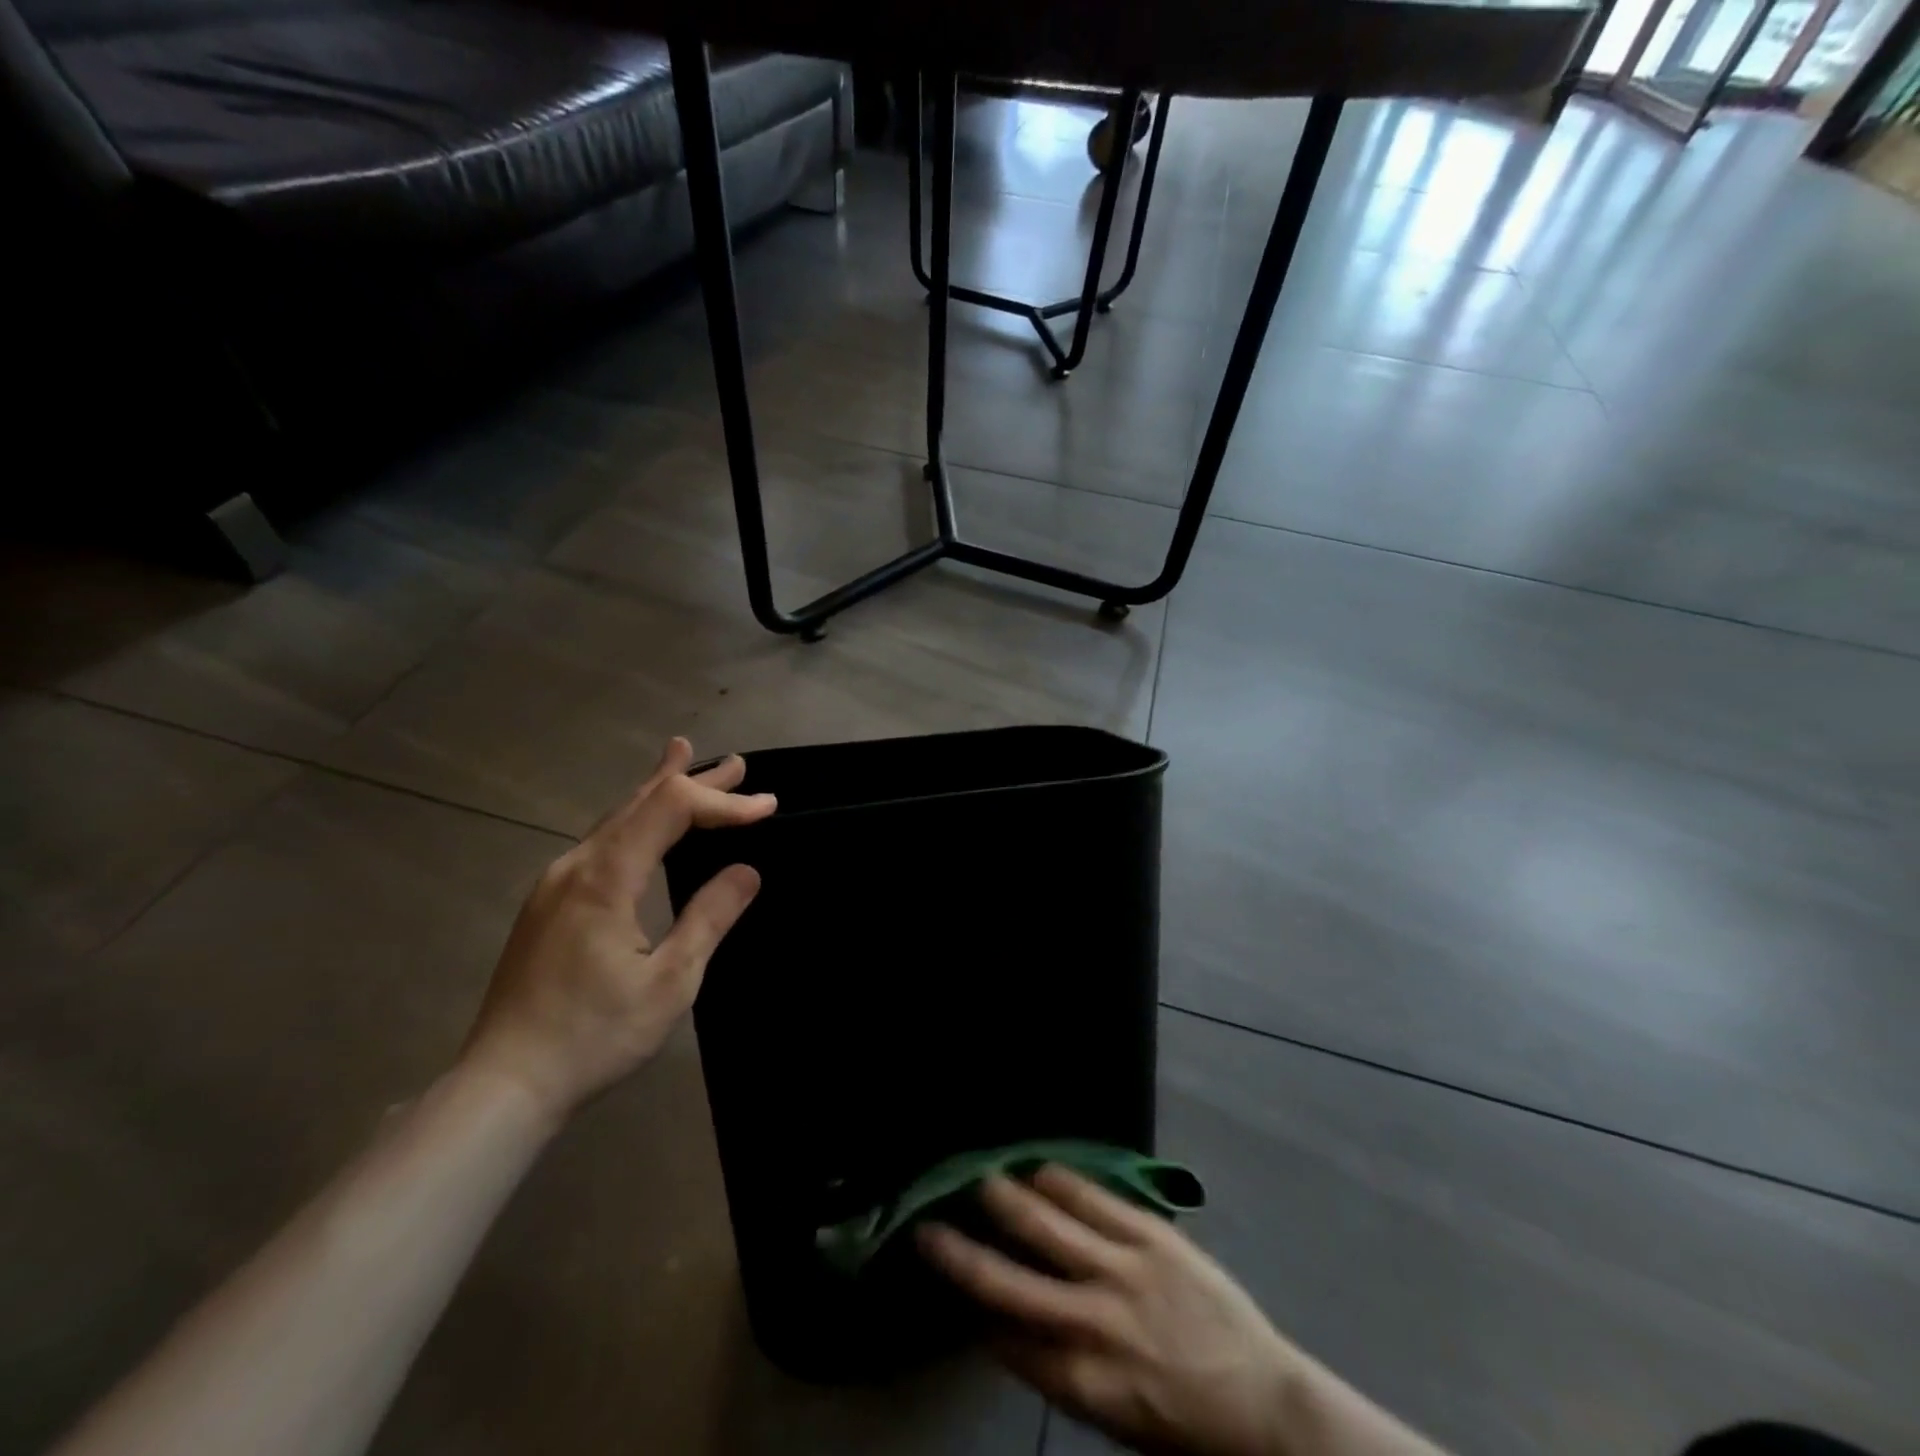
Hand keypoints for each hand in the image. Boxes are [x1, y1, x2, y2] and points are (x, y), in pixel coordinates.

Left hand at [459, 737, 775, 1121]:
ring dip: (659, 793)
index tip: (768, 806)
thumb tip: (746, 871)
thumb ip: (709, 918)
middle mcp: (575, 866)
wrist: (504, 1085)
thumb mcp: (669, 982)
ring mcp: (555, 884)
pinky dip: (636, 820)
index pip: (671, 809)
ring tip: (685, 762)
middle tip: (736, 764)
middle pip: (640, 803)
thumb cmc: (594, 1036)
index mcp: (605, 878)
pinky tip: (643, 826)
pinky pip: (602, 843)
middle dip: (691, 779)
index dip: (722, 801)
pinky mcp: (548, 904)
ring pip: (616, 819)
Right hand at [918, 1166, 1298, 1455]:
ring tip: (979, 1178)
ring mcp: (1124, 1271)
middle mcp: (1094, 1324)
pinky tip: (1039, 1169)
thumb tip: (1007, 1330)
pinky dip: (1061, 1183)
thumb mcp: (1114, 1422)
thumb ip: (1061, 1373)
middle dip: (963, 1254)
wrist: (1265, 1404)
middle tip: (928, 1226)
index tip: (950, 1286)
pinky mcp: (1151, 1236)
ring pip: (1049, 1227)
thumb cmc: (1185, 1423)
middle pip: (1011, 1283)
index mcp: (1083, 1383)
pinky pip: (1095, 1200)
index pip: (1008, 1342)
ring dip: (1008, 1201)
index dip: (973, 1314)